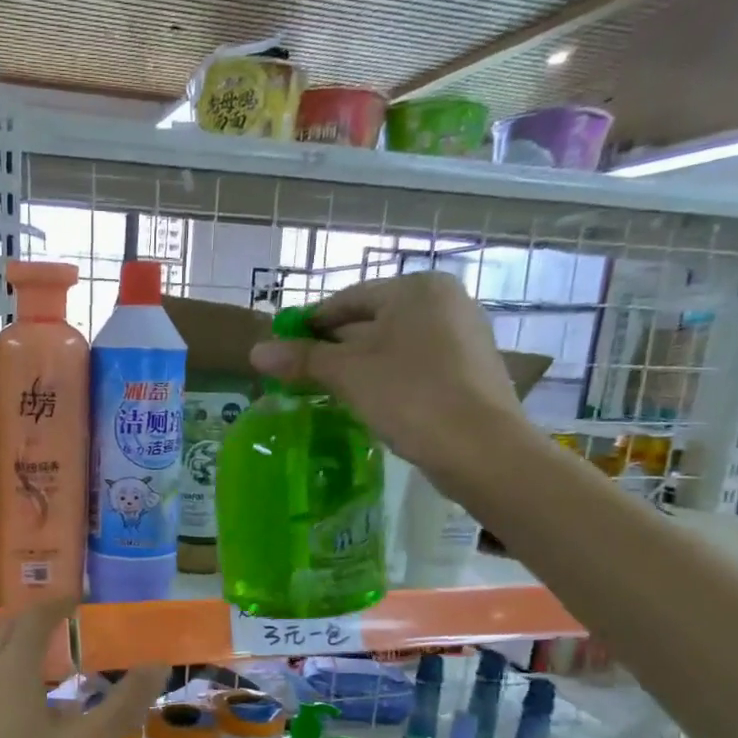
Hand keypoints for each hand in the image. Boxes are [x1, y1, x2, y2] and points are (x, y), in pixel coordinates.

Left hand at [0, 596, 163, 737]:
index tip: (78, 596)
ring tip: (43, 659)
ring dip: (16, 647)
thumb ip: (125, 704)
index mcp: (13, 670)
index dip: (57, 603)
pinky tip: (20, 709)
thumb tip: (158, 663)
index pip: (35, 619)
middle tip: (62, 620)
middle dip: (34, 620)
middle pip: (6, 633)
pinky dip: (5, 675)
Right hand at [251, 273, 529, 494]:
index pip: (348, 299)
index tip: (282, 348)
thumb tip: (256, 351)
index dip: (310, 324)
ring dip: (358, 366)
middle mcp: (444, 301)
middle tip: (299, 375)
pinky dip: (386, 379)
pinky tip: (367, 403)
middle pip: (371, 320)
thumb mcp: (348, 374)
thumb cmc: (410, 396)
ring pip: (393, 346)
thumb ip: (302, 359)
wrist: (481, 448)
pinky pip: (414, 366)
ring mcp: (462, 335)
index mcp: (416, 289)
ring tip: (328, 392)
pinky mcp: (468, 370)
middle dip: (333, 347)